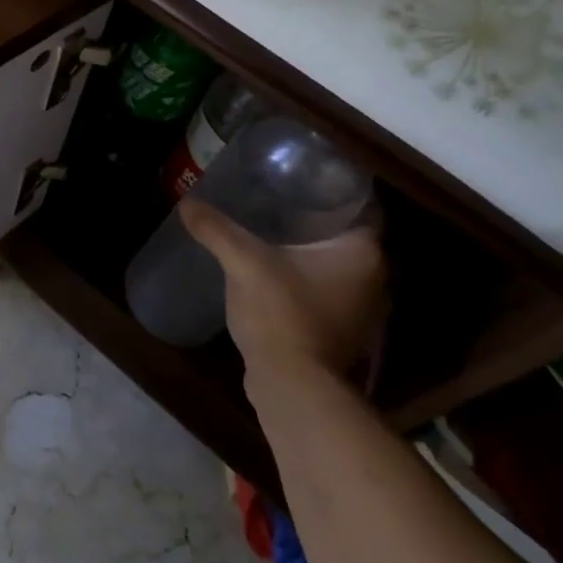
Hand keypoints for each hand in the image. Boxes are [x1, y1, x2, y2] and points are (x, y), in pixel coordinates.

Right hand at [180, 200, 386, 384]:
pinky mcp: (342, 331)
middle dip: (316, 216)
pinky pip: (327, 289)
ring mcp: (361, 309)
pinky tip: (275, 270)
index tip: (300, 175)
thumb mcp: (245, 264)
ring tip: (273, 229)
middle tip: (280, 196)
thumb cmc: (282, 315)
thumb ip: (218, 230)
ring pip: (337, 264)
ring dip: (312, 249)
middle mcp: (375, 278)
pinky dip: (307, 277)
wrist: (292, 387)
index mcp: (364, 252)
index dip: (332, 185)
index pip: (358, 203)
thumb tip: (187, 202)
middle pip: (347, 233)